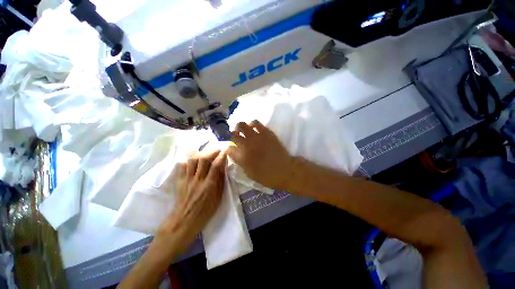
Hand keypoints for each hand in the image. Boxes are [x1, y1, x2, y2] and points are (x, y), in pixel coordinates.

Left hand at [156, 150, 226, 248]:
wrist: (185, 220)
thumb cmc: (205, 211)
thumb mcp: (218, 197)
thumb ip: (220, 181)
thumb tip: (223, 167)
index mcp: (209, 185)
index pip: (216, 166)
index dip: (221, 155)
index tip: (226, 149)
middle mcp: (198, 180)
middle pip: (203, 160)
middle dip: (211, 151)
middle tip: (217, 149)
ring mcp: (187, 179)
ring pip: (192, 160)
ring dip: (200, 154)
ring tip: (205, 153)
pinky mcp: (179, 181)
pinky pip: (182, 166)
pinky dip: (188, 161)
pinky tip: (192, 161)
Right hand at [228, 120, 292, 189]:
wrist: (285, 170)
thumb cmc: (267, 176)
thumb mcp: (249, 173)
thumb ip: (240, 162)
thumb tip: (234, 153)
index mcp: (242, 157)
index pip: (229, 148)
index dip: (228, 148)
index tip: (231, 148)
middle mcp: (247, 144)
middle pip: (233, 135)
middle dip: (232, 136)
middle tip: (235, 136)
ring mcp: (257, 137)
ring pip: (243, 125)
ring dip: (240, 127)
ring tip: (242, 130)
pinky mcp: (266, 132)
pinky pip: (256, 123)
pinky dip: (252, 124)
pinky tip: (253, 127)